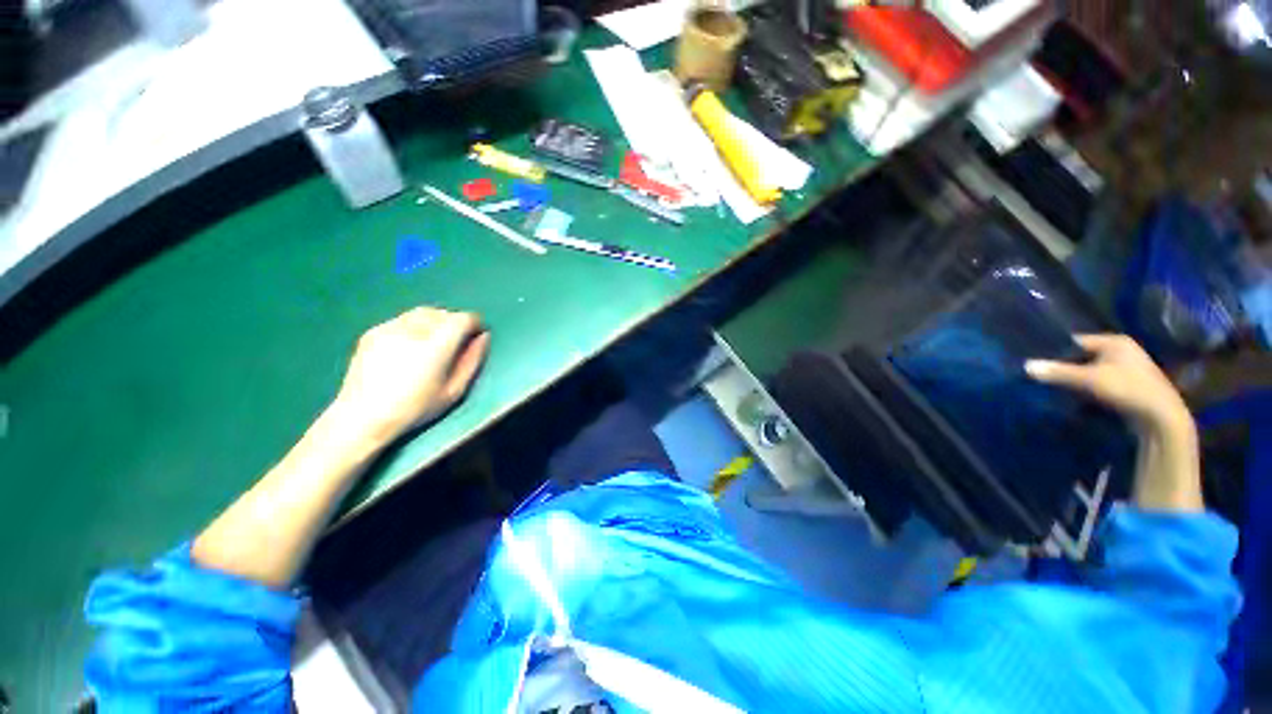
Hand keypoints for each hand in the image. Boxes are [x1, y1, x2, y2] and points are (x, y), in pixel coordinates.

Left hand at [333, 307, 489, 442]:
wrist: (362, 417)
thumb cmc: (415, 408)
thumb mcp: (454, 391)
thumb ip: (473, 360)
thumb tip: (483, 337)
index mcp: (436, 346)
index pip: (463, 319)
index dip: (474, 323)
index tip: (476, 333)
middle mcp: (413, 330)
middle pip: (444, 313)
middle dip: (455, 322)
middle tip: (456, 341)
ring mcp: (390, 328)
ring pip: (423, 312)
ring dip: (435, 321)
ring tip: (434, 341)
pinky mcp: (373, 331)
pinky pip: (403, 319)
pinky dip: (414, 325)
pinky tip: (410, 345)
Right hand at [1025, 334, 1192, 436]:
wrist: (1162, 418)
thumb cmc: (1128, 390)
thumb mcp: (1090, 380)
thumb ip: (1058, 372)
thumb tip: (1026, 365)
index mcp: (1115, 341)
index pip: (1076, 341)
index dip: (1056, 351)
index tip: (1037, 361)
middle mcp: (1122, 350)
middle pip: (1083, 356)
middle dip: (1065, 365)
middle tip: (1042, 374)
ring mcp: (1127, 367)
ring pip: (1091, 369)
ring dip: (1075, 377)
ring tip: (1054, 385)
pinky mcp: (1128, 384)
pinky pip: (1099, 380)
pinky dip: (1087, 386)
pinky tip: (1075, 395)